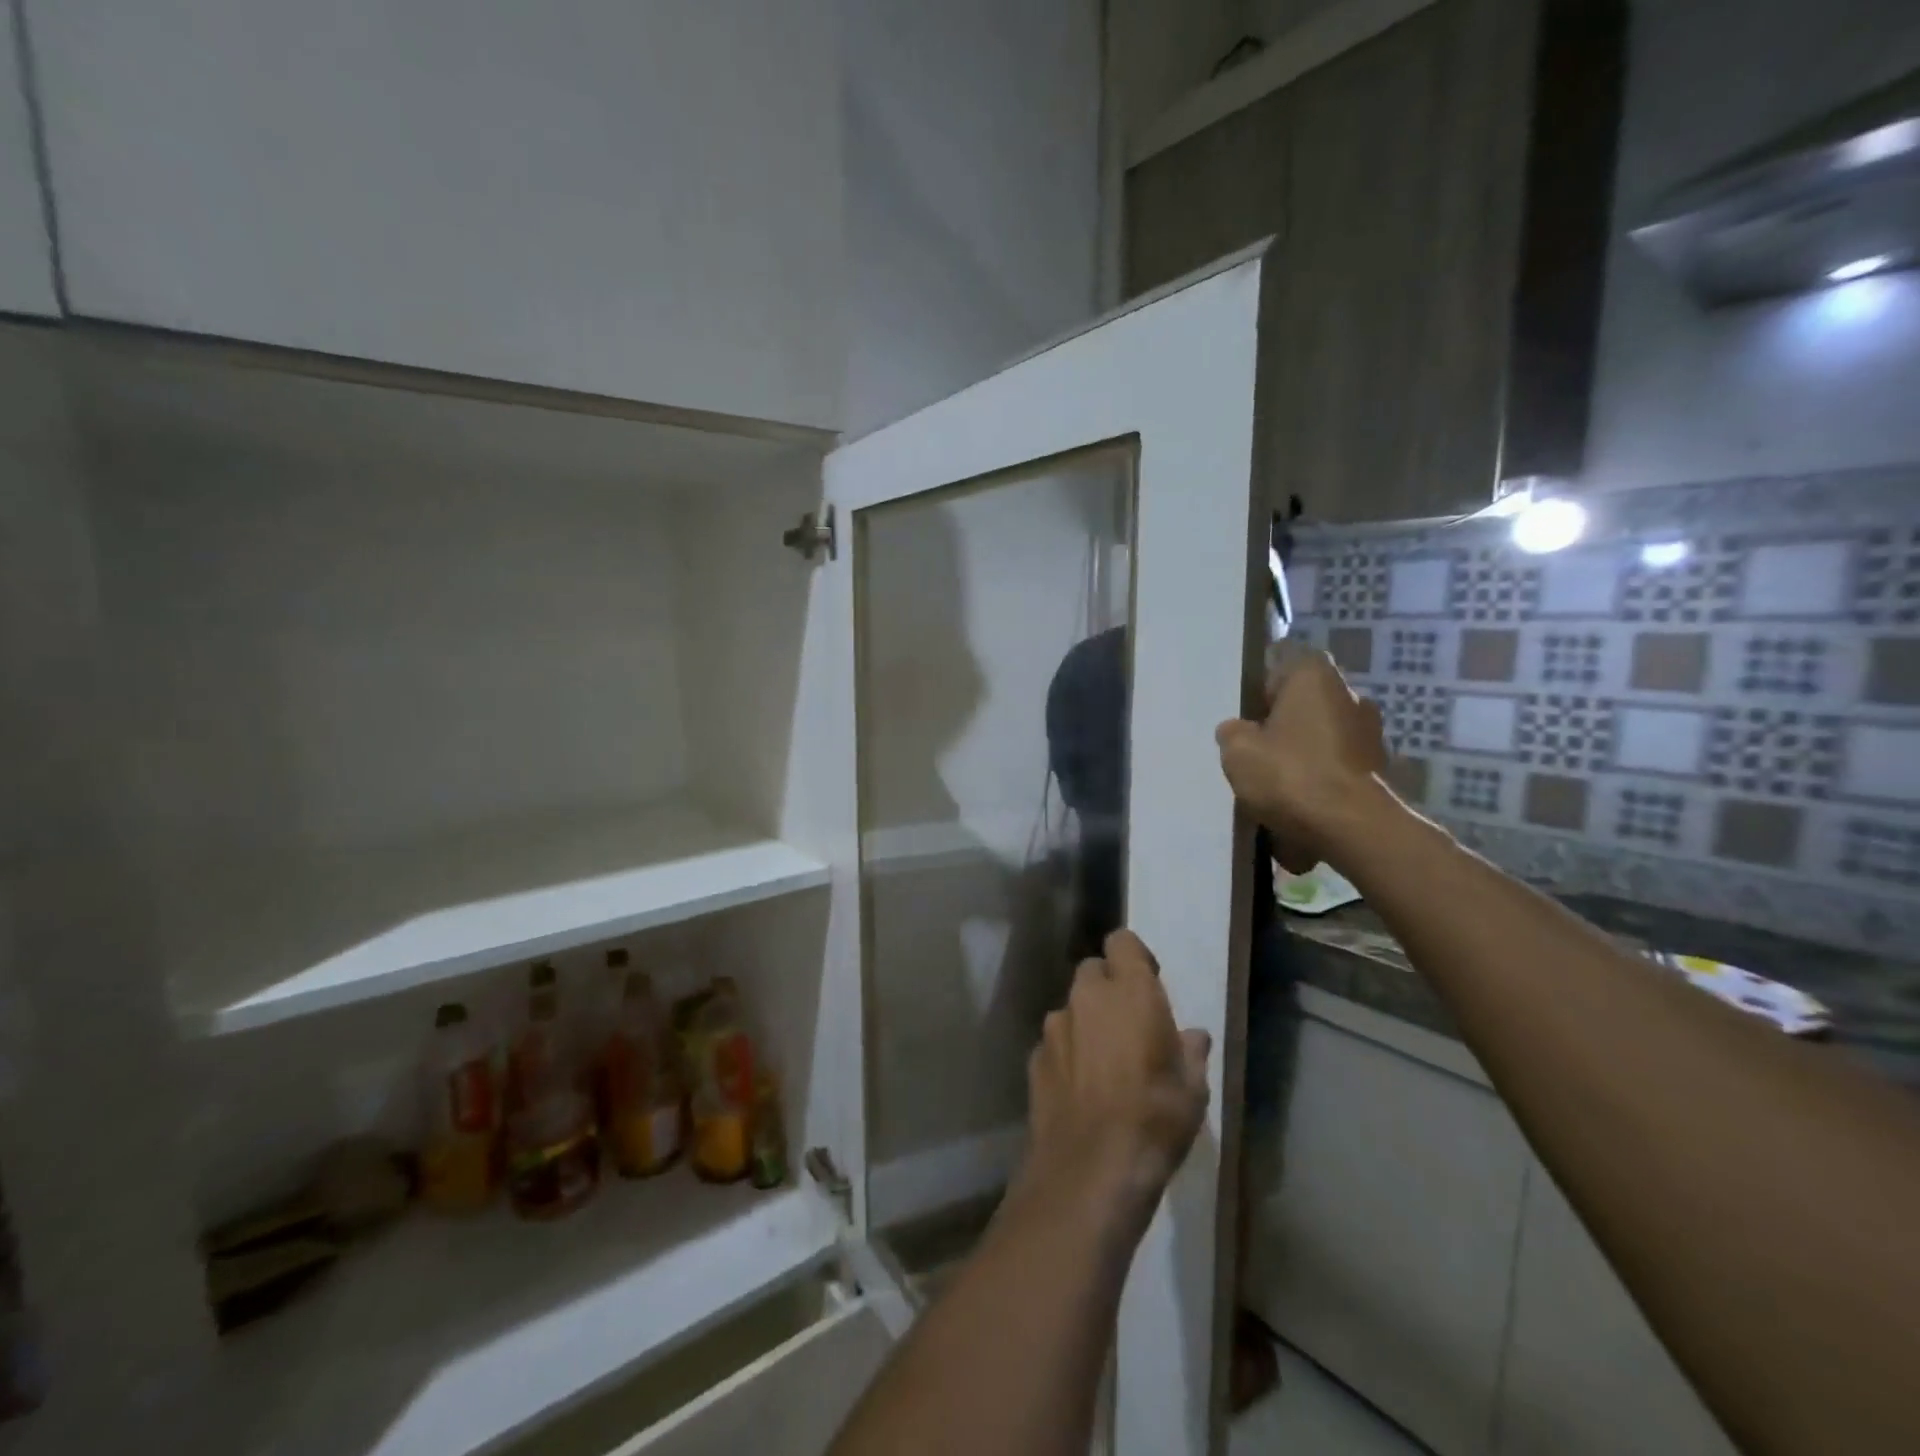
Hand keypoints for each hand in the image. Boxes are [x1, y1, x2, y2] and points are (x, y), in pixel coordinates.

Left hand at [1021, 930, 1210, 1230]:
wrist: (1089, 1168)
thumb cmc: (1154, 1119)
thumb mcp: (1191, 1090)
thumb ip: (1190, 1052)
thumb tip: (1192, 1036)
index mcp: (1129, 991)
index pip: (1122, 942)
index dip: (1134, 957)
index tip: (1148, 982)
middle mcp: (1087, 996)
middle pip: (1093, 971)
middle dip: (1108, 989)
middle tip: (1128, 1025)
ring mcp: (1055, 1026)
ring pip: (1071, 1007)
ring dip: (1086, 1022)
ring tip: (1105, 1064)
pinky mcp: (1035, 1057)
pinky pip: (1056, 1042)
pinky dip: (1068, 1053)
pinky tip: (1081, 1088)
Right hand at [1215, 643, 1390, 871]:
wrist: (1352, 827)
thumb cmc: (1290, 775)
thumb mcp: (1237, 751)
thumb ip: (1232, 732)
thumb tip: (1238, 730)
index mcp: (1314, 676)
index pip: (1283, 666)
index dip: (1261, 691)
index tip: (1247, 719)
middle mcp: (1349, 694)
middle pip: (1304, 703)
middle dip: (1282, 725)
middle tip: (1257, 752)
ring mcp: (1370, 732)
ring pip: (1321, 735)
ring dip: (1302, 752)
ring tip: (1276, 784)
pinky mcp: (1379, 767)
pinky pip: (1337, 764)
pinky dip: (1320, 778)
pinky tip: (1301, 803)